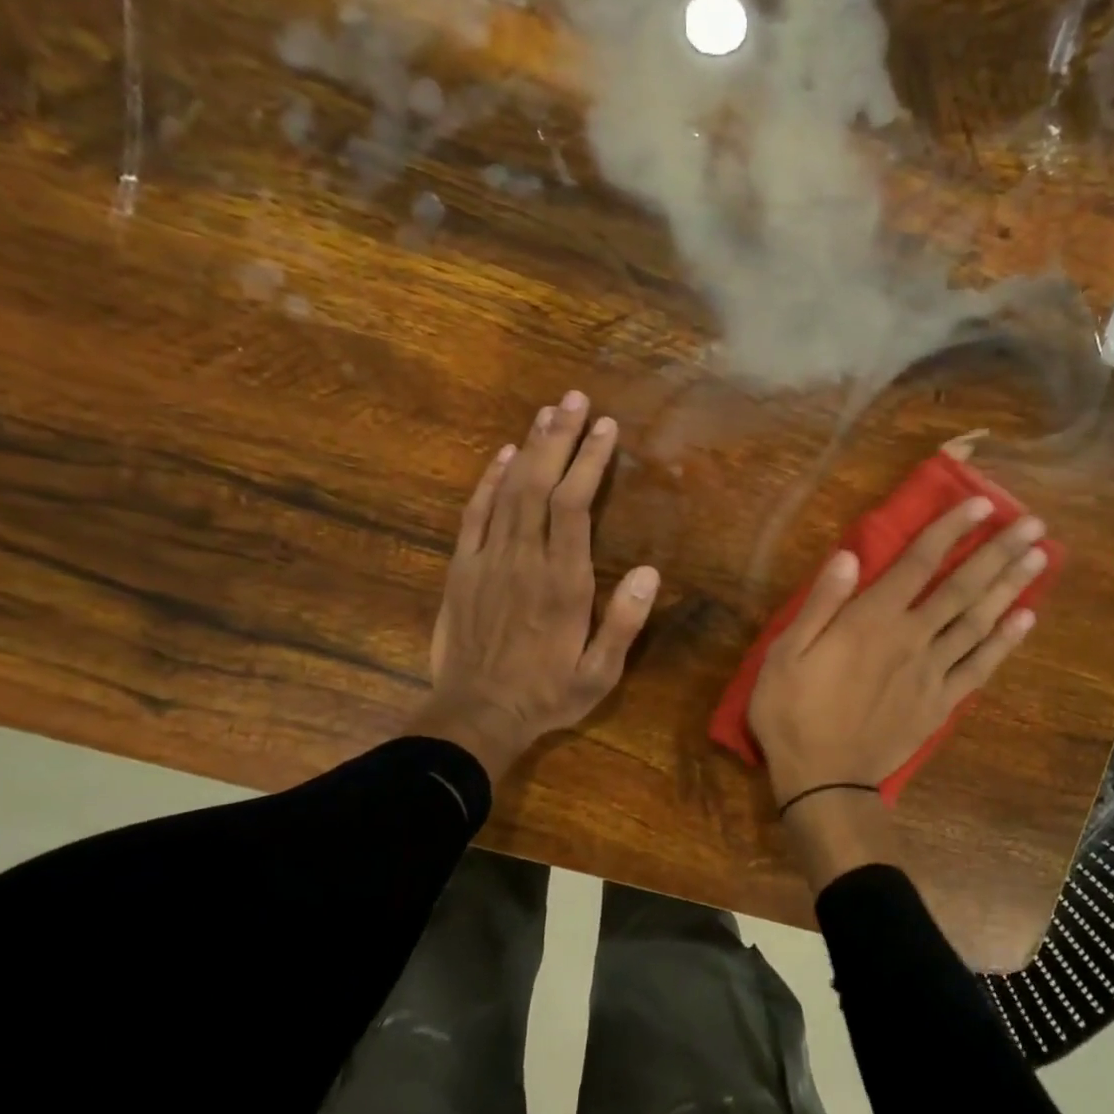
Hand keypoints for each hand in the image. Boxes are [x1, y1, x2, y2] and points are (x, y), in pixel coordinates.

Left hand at [414, 391, 659, 777]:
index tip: (604, 427)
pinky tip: (504, 455)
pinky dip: (489, 480)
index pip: (576, 507)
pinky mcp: (463, 568)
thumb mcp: (599, 674)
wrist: (475, 715)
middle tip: (574, 398)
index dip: (589, 462)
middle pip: (541, 485)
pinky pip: (475, 514)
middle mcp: (525, 560)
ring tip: (547, 411)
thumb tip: (649, 572)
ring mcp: (489, 560)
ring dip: (530, 448)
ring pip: (509, 491)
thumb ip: (623, 623)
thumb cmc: (546, 695)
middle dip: (559, 437)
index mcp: (563, 583)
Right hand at [748, 497, 1045, 803]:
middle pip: (962, 588)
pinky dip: (1005, 643)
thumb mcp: (786, 653)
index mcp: (871, 621)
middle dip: (997, 552)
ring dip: (1010, 588)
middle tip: (1033, 524)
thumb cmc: (793, 711)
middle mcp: (911, 638)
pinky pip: (980, 667)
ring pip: (978, 622)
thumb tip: (849, 555)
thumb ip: (821, 603)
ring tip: (1040, 558)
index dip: (949, 530)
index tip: (980, 504)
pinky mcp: (941, 704)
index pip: (917, 563)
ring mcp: (932, 672)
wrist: (823, 780)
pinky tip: (1026, 620)